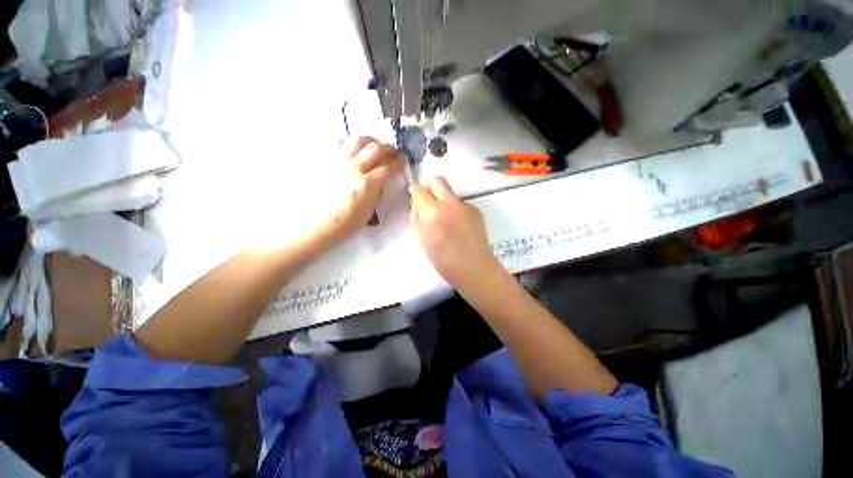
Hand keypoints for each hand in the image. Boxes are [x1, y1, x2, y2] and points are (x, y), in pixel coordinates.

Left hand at [318, 137, 403, 242]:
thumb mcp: (368, 213)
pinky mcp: (324, 161)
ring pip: (357, 140)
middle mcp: (353, 169)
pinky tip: (352, 152)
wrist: (313, 226)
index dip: (399, 163)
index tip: (403, 162)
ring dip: (370, 142)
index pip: (389, 167)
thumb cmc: (343, 225)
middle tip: (392, 154)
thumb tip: (380, 181)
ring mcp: (336, 162)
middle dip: (389, 149)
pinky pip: (338, 143)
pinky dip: (349, 144)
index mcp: (366, 185)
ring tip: (374, 149)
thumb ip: (377, 193)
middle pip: (376, 148)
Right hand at [409, 176, 499, 287]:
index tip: (414, 199)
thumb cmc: (443, 260)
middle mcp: (451, 204)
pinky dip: (455, 210)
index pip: (419, 190)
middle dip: (429, 187)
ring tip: (446, 221)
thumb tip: (417, 203)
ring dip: (444, 201)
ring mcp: (466, 206)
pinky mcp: (476, 211)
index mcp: (433, 213)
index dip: (414, 192)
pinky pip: (461, 204)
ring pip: (450, 193)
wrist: (474, 268)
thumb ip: (417, 217)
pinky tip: (458, 226)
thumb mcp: (422, 239)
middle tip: (428, 203)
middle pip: (437, 180)